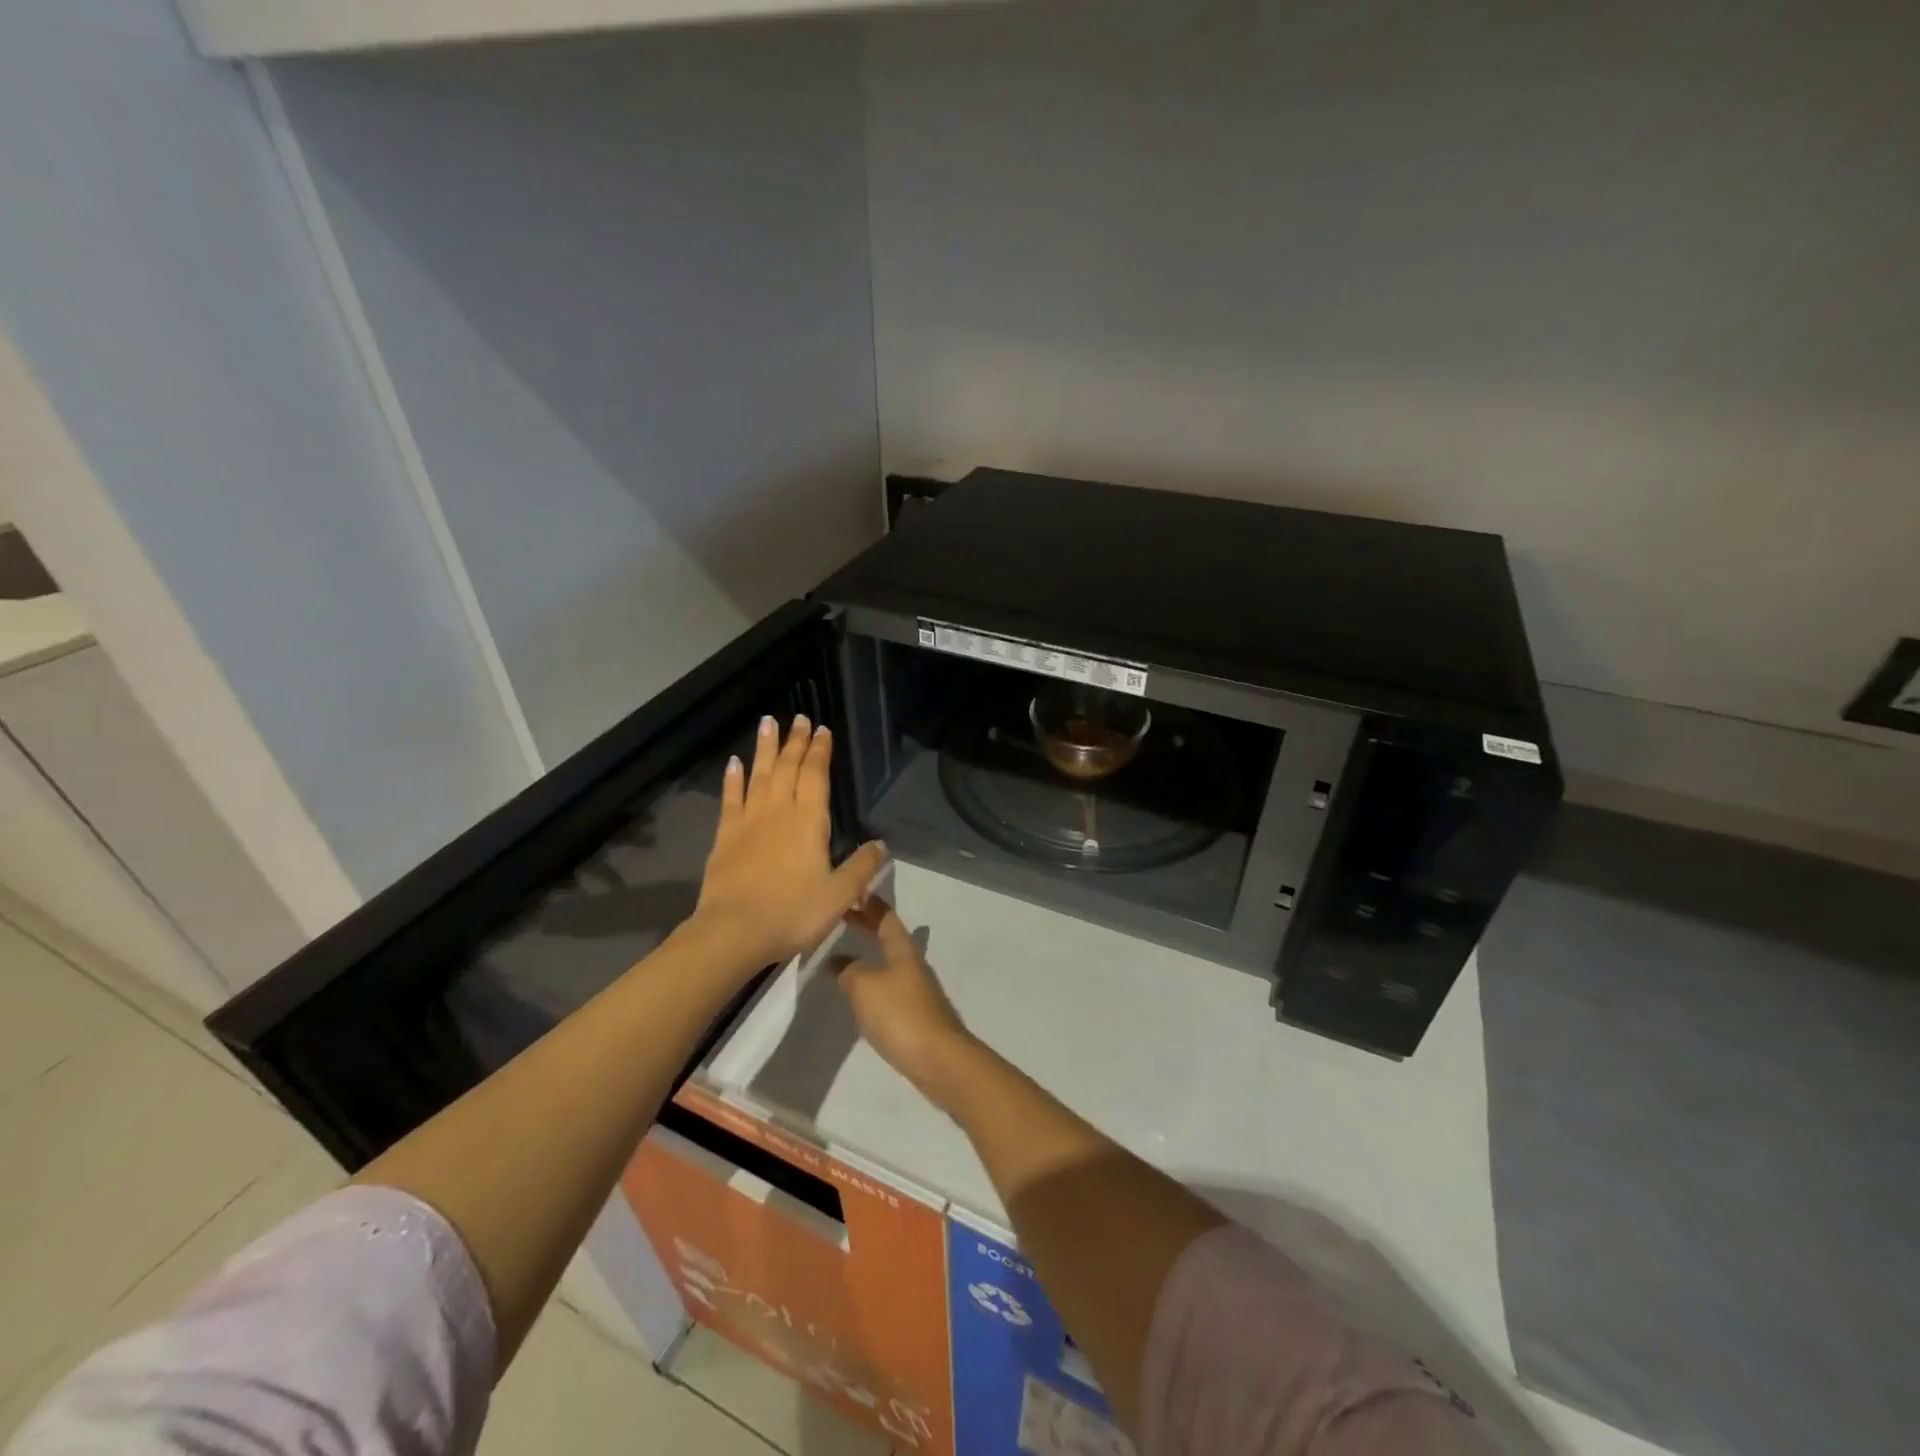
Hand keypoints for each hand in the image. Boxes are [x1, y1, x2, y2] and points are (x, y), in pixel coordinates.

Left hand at [692, 715, 885, 973]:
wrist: (733, 932)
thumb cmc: (793, 913)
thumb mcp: (840, 895)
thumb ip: (862, 867)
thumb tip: (881, 844)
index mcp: (809, 821)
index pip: (816, 776)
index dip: (820, 751)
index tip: (822, 730)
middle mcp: (778, 812)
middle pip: (788, 768)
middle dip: (796, 742)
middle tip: (799, 718)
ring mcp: (748, 822)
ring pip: (759, 775)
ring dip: (765, 748)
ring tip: (768, 722)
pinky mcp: (725, 837)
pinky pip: (730, 799)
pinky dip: (732, 779)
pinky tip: (733, 763)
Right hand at [833, 898, 975, 1097]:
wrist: (938, 1059)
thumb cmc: (900, 1014)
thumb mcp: (864, 986)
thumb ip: (847, 970)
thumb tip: (837, 961)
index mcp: (902, 949)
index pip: (886, 916)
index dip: (871, 903)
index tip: (854, 890)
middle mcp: (912, 963)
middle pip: (889, 937)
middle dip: (868, 926)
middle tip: (843, 917)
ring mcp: (916, 989)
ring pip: (890, 961)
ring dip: (870, 954)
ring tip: (845, 954)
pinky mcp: (915, 1014)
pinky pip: (890, 987)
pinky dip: (873, 980)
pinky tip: (861, 993)